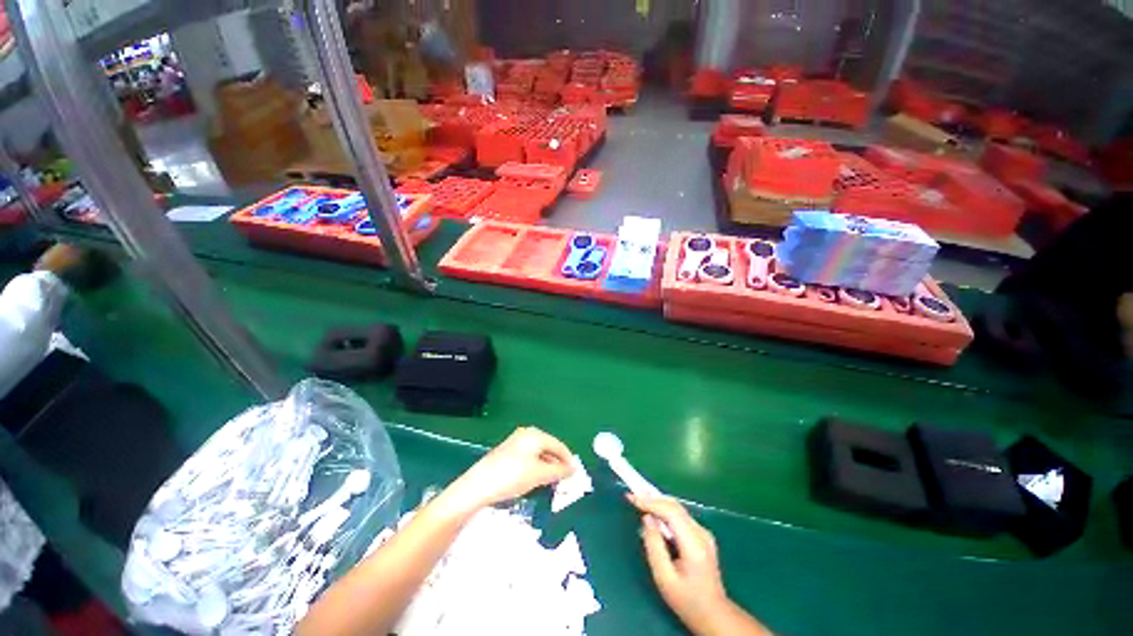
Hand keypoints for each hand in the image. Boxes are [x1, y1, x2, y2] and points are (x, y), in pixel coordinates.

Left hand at [443, 427, 573, 514]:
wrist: (478, 486)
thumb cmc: (512, 476)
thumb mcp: (539, 475)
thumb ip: (558, 471)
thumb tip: (572, 469)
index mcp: (535, 434)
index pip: (558, 445)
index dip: (568, 460)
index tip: (575, 474)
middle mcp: (526, 434)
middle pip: (548, 447)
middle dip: (557, 463)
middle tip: (564, 480)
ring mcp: (516, 442)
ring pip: (539, 454)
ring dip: (547, 467)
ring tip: (551, 482)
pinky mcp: (507, 452)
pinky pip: (529, 457)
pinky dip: (536, 467)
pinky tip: (535, 479)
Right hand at [630, 495, 732, 634]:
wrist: (714, 614)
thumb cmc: (687, 600)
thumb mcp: (664, 578)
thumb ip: (654, 546)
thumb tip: (646, 518)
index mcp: (694, 544)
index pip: (671, 512)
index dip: (650, 502)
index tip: (631, 497)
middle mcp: (701, 533)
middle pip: (675, 507)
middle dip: (652, 499)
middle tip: (633, 495)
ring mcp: (704, 533)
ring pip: (678, 509)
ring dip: (658, 504)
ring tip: (640, 501)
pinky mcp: (702, 536)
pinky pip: (680, 517)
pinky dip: (665, 512)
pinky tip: (654, 515)